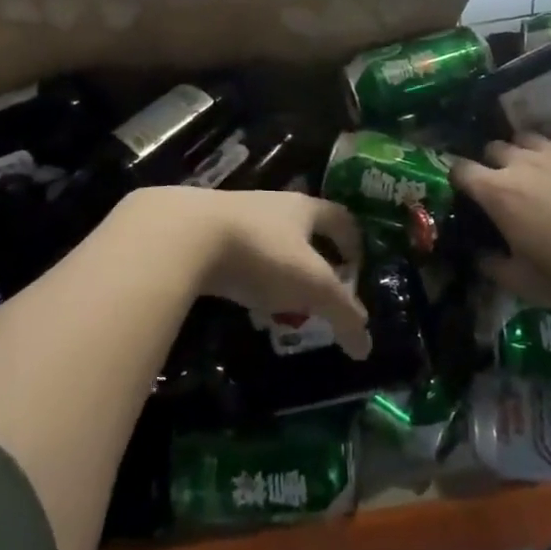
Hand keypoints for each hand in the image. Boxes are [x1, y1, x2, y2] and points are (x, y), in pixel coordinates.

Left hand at [132, 187, 370, 358]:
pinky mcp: (204, 231)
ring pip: (268, 240)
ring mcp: (235, 215)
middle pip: (303, 228)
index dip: (354, 243)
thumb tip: (366, 345)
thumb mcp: (312, 286)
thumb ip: (343, 313)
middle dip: (314, 260)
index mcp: (304, 208)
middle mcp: (272, 204)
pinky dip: (245, 274)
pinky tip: (240, 297)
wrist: (184, 235)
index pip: (341, 219)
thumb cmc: (262, 253)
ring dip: (278, 268)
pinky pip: (235, 253)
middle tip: (320, 293)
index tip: (357, 271)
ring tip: (280, 303)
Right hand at [450, 126, 550, 307]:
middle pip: (493, 148)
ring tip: (536, 168)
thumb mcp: (526, 285)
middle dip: (492, 164)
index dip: (458, 179)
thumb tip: (479, 255)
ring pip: (526, 136)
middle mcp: (522, 162)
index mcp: (498, 193)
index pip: (461, 170)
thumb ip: (493, 267)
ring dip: (524, 151)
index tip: (465, 193)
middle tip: (505, 187)